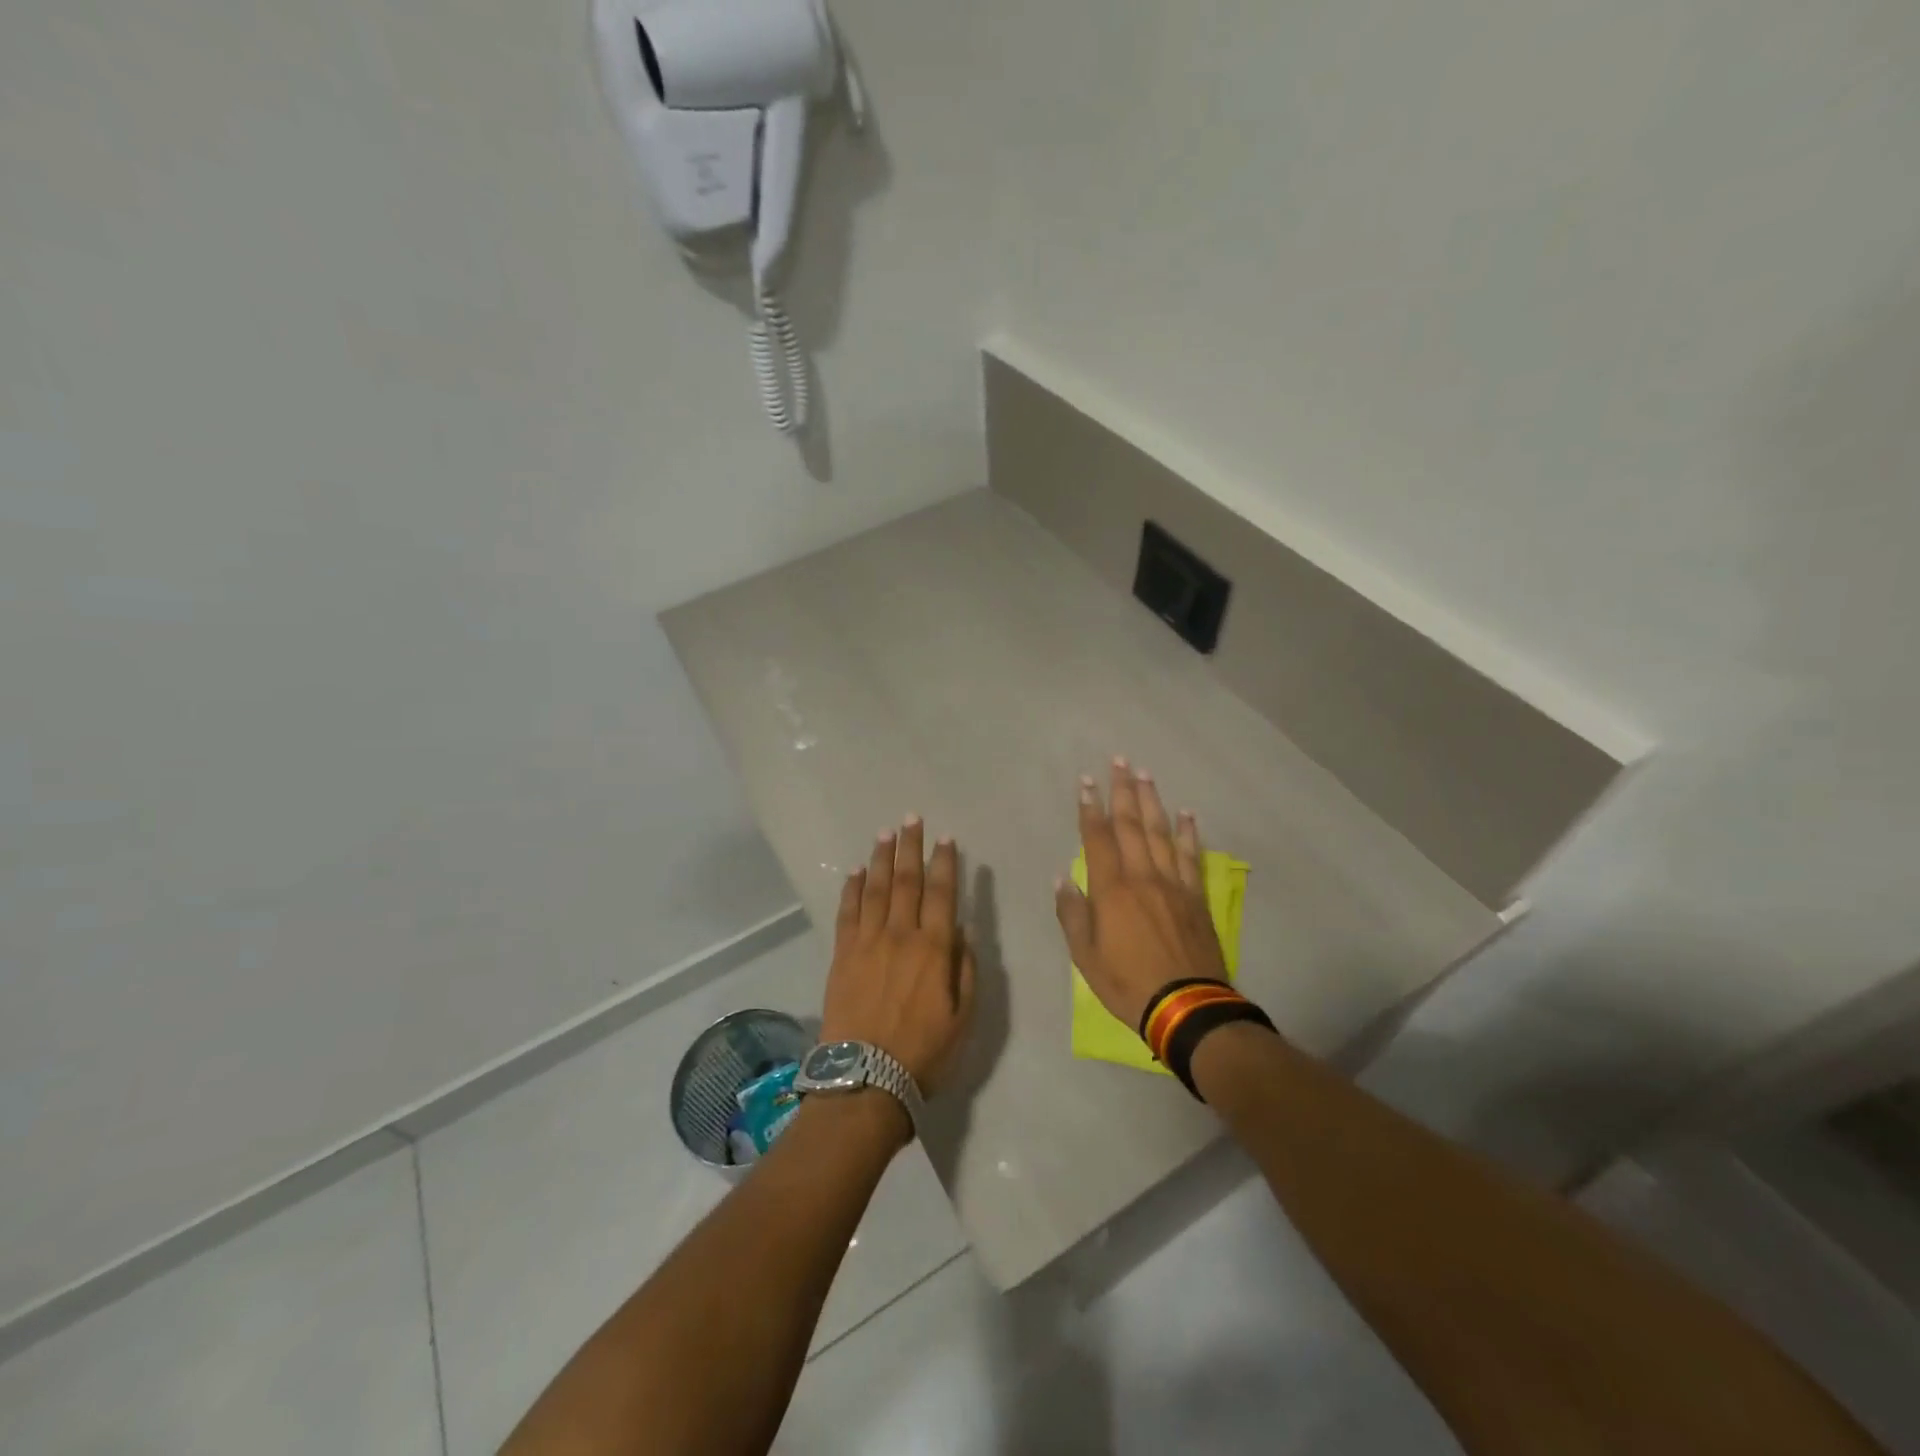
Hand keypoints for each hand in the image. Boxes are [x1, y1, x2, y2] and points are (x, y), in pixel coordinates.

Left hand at [819, 817, 976, 1097]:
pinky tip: (854, 872)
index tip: (946, 838)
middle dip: (910, 848)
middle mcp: (900, 935)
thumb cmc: (923, 1053)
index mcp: (934, 949)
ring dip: (880, 859)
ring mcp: (867, 942)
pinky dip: (851, 889)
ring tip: (885, 833)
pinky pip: (847, 912)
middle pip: (906, 881)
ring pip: (874, 889)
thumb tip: (962, 930)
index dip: (945, 863)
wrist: (864, 1079)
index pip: (942, 894)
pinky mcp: (842, 954)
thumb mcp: (963, 1018)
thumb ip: (965, 969)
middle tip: (911, 819)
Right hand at [1054, 758, 1226, 1031]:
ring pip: (1162, 833)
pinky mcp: (1195, 897)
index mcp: (1112, 890)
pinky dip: (1189, 833)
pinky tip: (1187, 814)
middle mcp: (1143, 877)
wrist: (1187, 1006)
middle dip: (1123, 791)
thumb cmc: (1127, 983)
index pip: (1098, 838)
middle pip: (1132, 825)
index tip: (1087, 781)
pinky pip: (1192, 857)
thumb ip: (1073, 914)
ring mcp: (1173, 884)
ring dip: (1153, 801)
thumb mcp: (1085, 956)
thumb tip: (1062, 879)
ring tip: (1146, 774)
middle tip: (1120, 761)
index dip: (1090, 808)